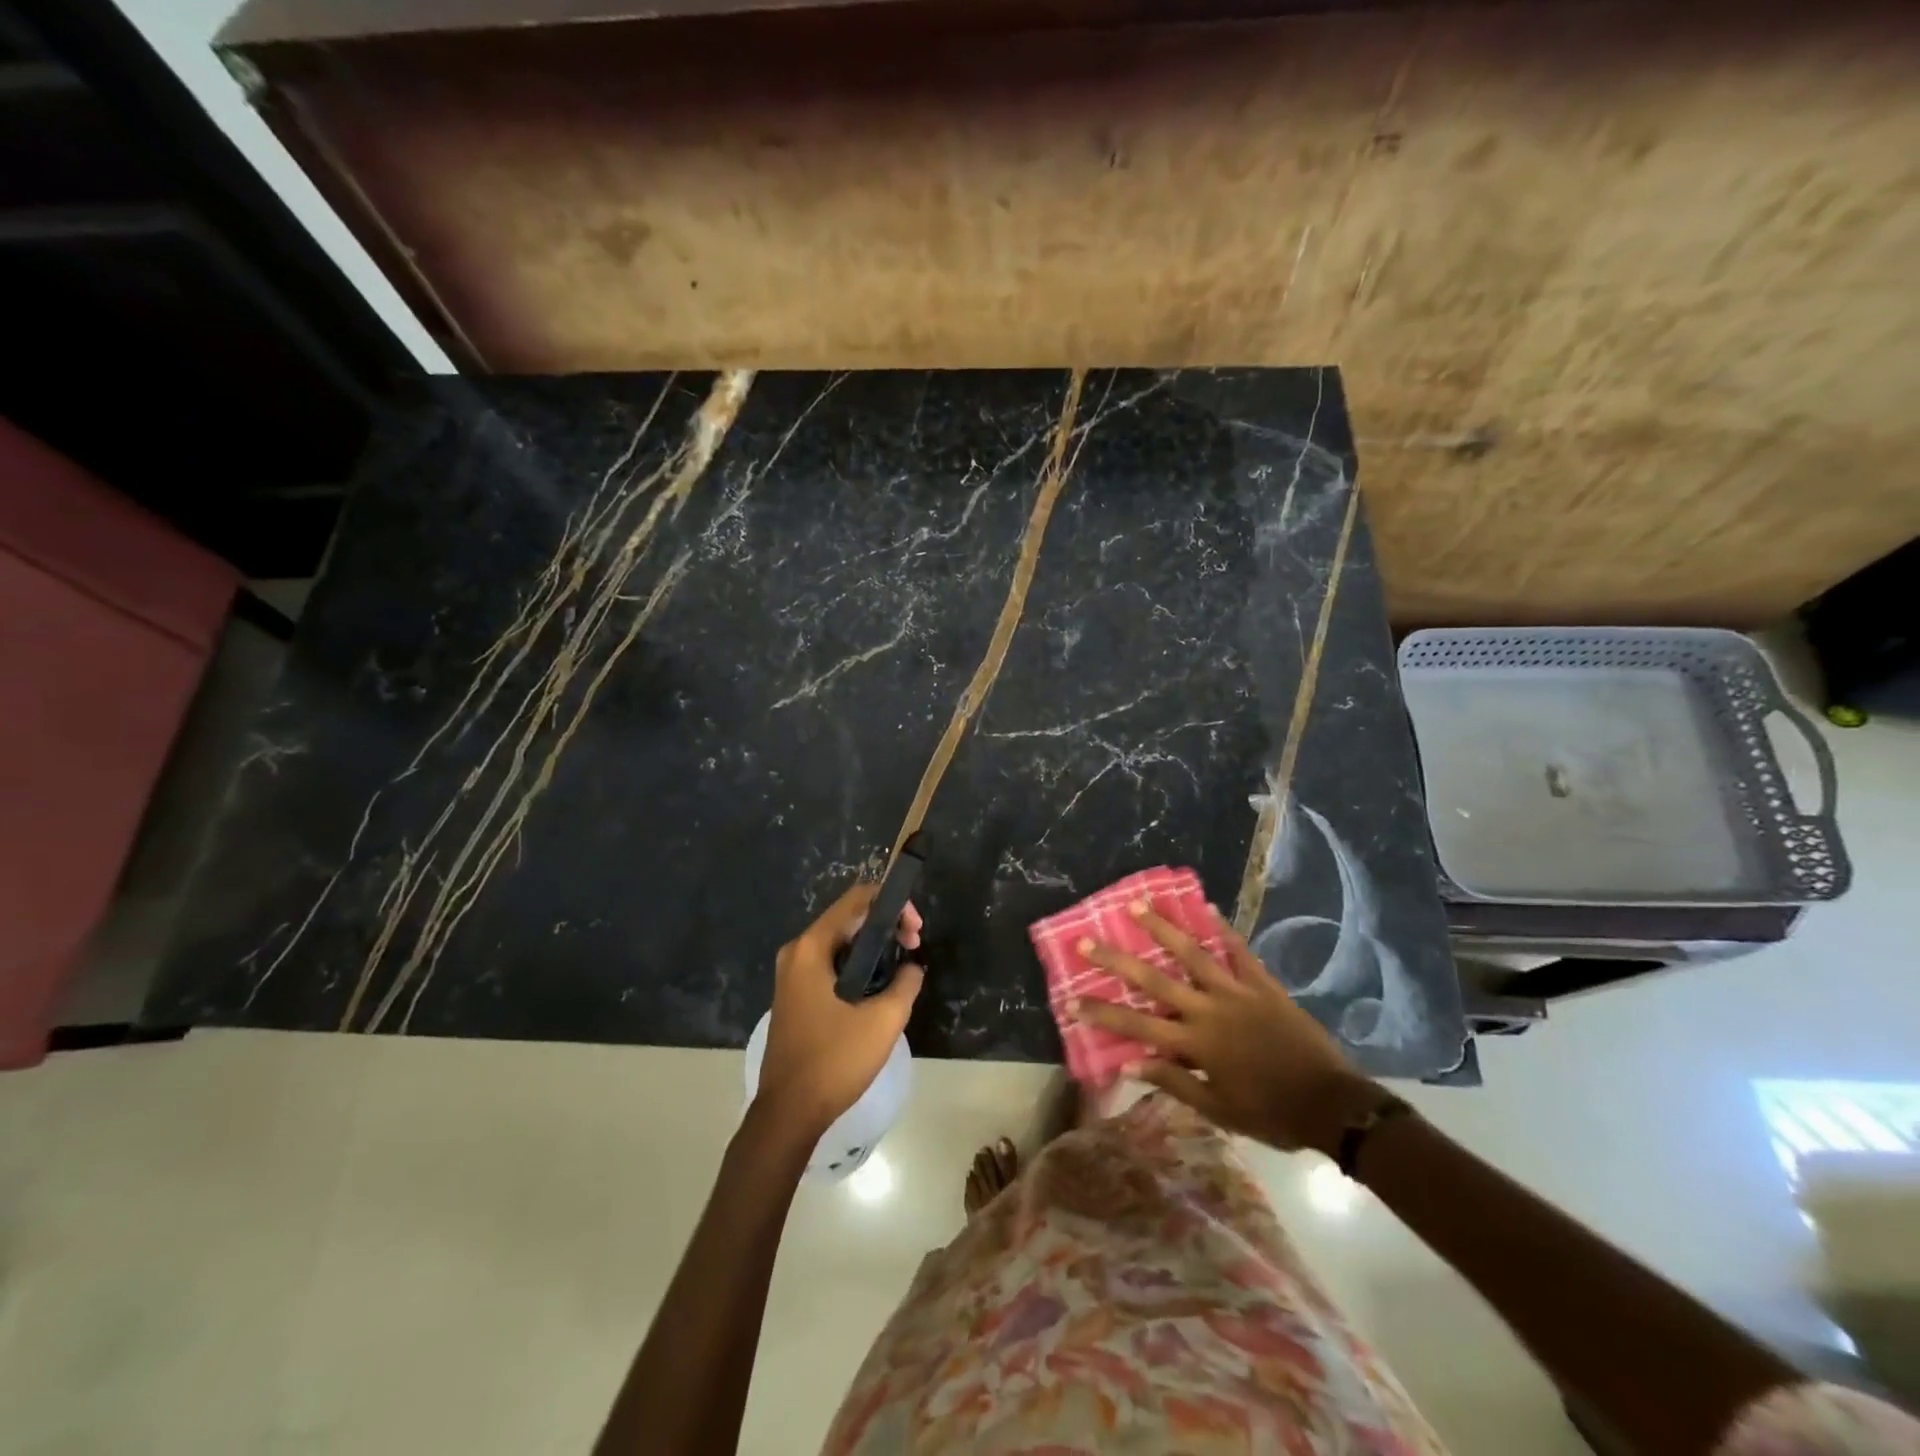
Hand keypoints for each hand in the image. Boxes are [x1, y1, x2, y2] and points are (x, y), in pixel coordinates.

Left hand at [756, 882, 924, 1140]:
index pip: (857, 899)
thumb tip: (912, 966)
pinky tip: (879, 985)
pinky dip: (857, 964)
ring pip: (840, 941)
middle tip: (914, 947)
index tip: (916, 930)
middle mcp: (797, 951)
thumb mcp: (883, 1020)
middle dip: (886, 925)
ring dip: (873, 946)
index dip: (892, 904)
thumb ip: (906, 983)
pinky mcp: (794, 994)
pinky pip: (830, 963)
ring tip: (902, 967)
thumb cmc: (834, 1061)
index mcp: (812, 948)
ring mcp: (792, 973)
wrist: (788, 1113)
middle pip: (848, 917)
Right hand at [1070, 897, 1383, 1154]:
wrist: (1332, 1104)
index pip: (1137, 1026)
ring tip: (1138, 905)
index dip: (1102, 1013)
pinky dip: (1223, 929)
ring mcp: (1237, 992)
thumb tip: (1130, 1063)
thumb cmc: (1270, 1113)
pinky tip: (1208, 906)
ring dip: (1162, 928)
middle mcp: (1209, 1010)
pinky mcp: (1264, 985)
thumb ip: (1174, 1082)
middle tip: (1087, 940)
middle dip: (1117, 960)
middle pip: (1154, 981)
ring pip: (1193, 954)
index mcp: (1195, 1043)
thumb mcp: (1218, 1109)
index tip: (1072, 999)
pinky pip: (1240, 952)